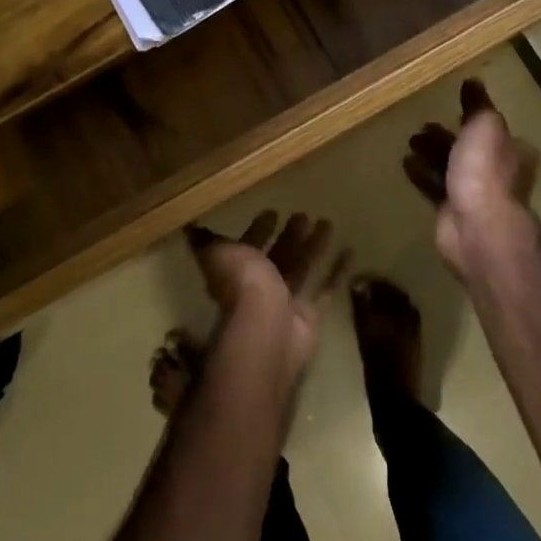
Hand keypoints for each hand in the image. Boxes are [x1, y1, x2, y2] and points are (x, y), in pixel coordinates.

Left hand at [186, 211, 348, 376]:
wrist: (267, 329)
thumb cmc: (242, 285)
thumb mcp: (218, 254)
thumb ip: (208, 242)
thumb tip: (191, 228)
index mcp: (239, 270)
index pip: (248, 246)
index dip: (257, 229)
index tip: (271, 211)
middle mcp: (261, 286)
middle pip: (278, 255)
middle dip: (289, 235)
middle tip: (303, 214)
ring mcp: (286, 301)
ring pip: (303, 267)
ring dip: (314, 246)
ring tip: (327, 222)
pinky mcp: (309, 314)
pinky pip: (325, 289)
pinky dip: (337, 272)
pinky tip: (350, 251)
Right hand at [403, 80, 540, 280]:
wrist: (478, 228)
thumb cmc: (486, 172)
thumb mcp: (485, 127)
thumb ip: (478, 105)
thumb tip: (473, 82)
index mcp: (512, 150)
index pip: (492, 129)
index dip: (472, 118)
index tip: (450, 106)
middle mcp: (497, 172)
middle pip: (468, 148)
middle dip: (446, 136)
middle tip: (422, 125)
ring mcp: (475, 194)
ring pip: (450, 167)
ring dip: (431, 153)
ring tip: (410, 140)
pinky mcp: (452, 212)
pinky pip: (434, 187)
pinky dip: (421, 173)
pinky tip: (405, 162)